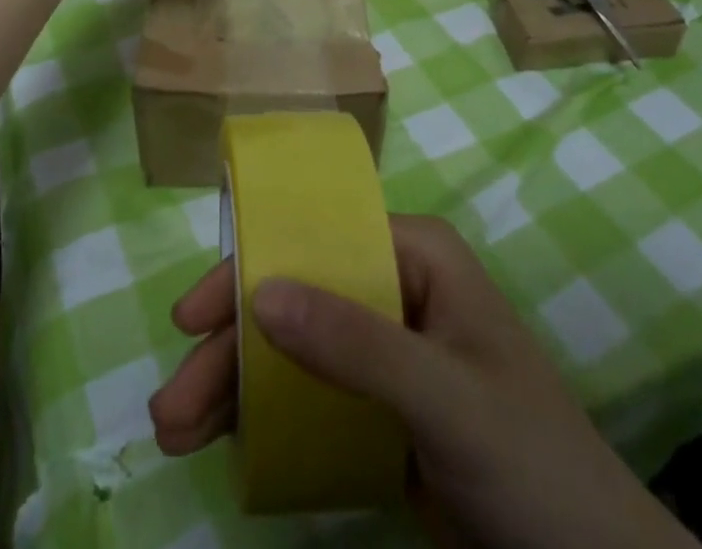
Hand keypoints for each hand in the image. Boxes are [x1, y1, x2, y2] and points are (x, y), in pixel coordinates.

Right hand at [150, 215, 696, 548]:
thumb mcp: (444, 396)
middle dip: (231, 350)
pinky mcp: (381, 407)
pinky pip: (311, 396)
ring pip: (295, 350)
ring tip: (177, 432)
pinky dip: (267, 419)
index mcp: (415, 256)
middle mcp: (394, 288)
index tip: (190, 318)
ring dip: (236, 388)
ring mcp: (386, 349)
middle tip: (170, 404)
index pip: (317, 242)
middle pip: (296, 300)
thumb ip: (357, 344)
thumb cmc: (531, 459)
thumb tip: (260, 292)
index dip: (251, 270)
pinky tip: (227, 444)